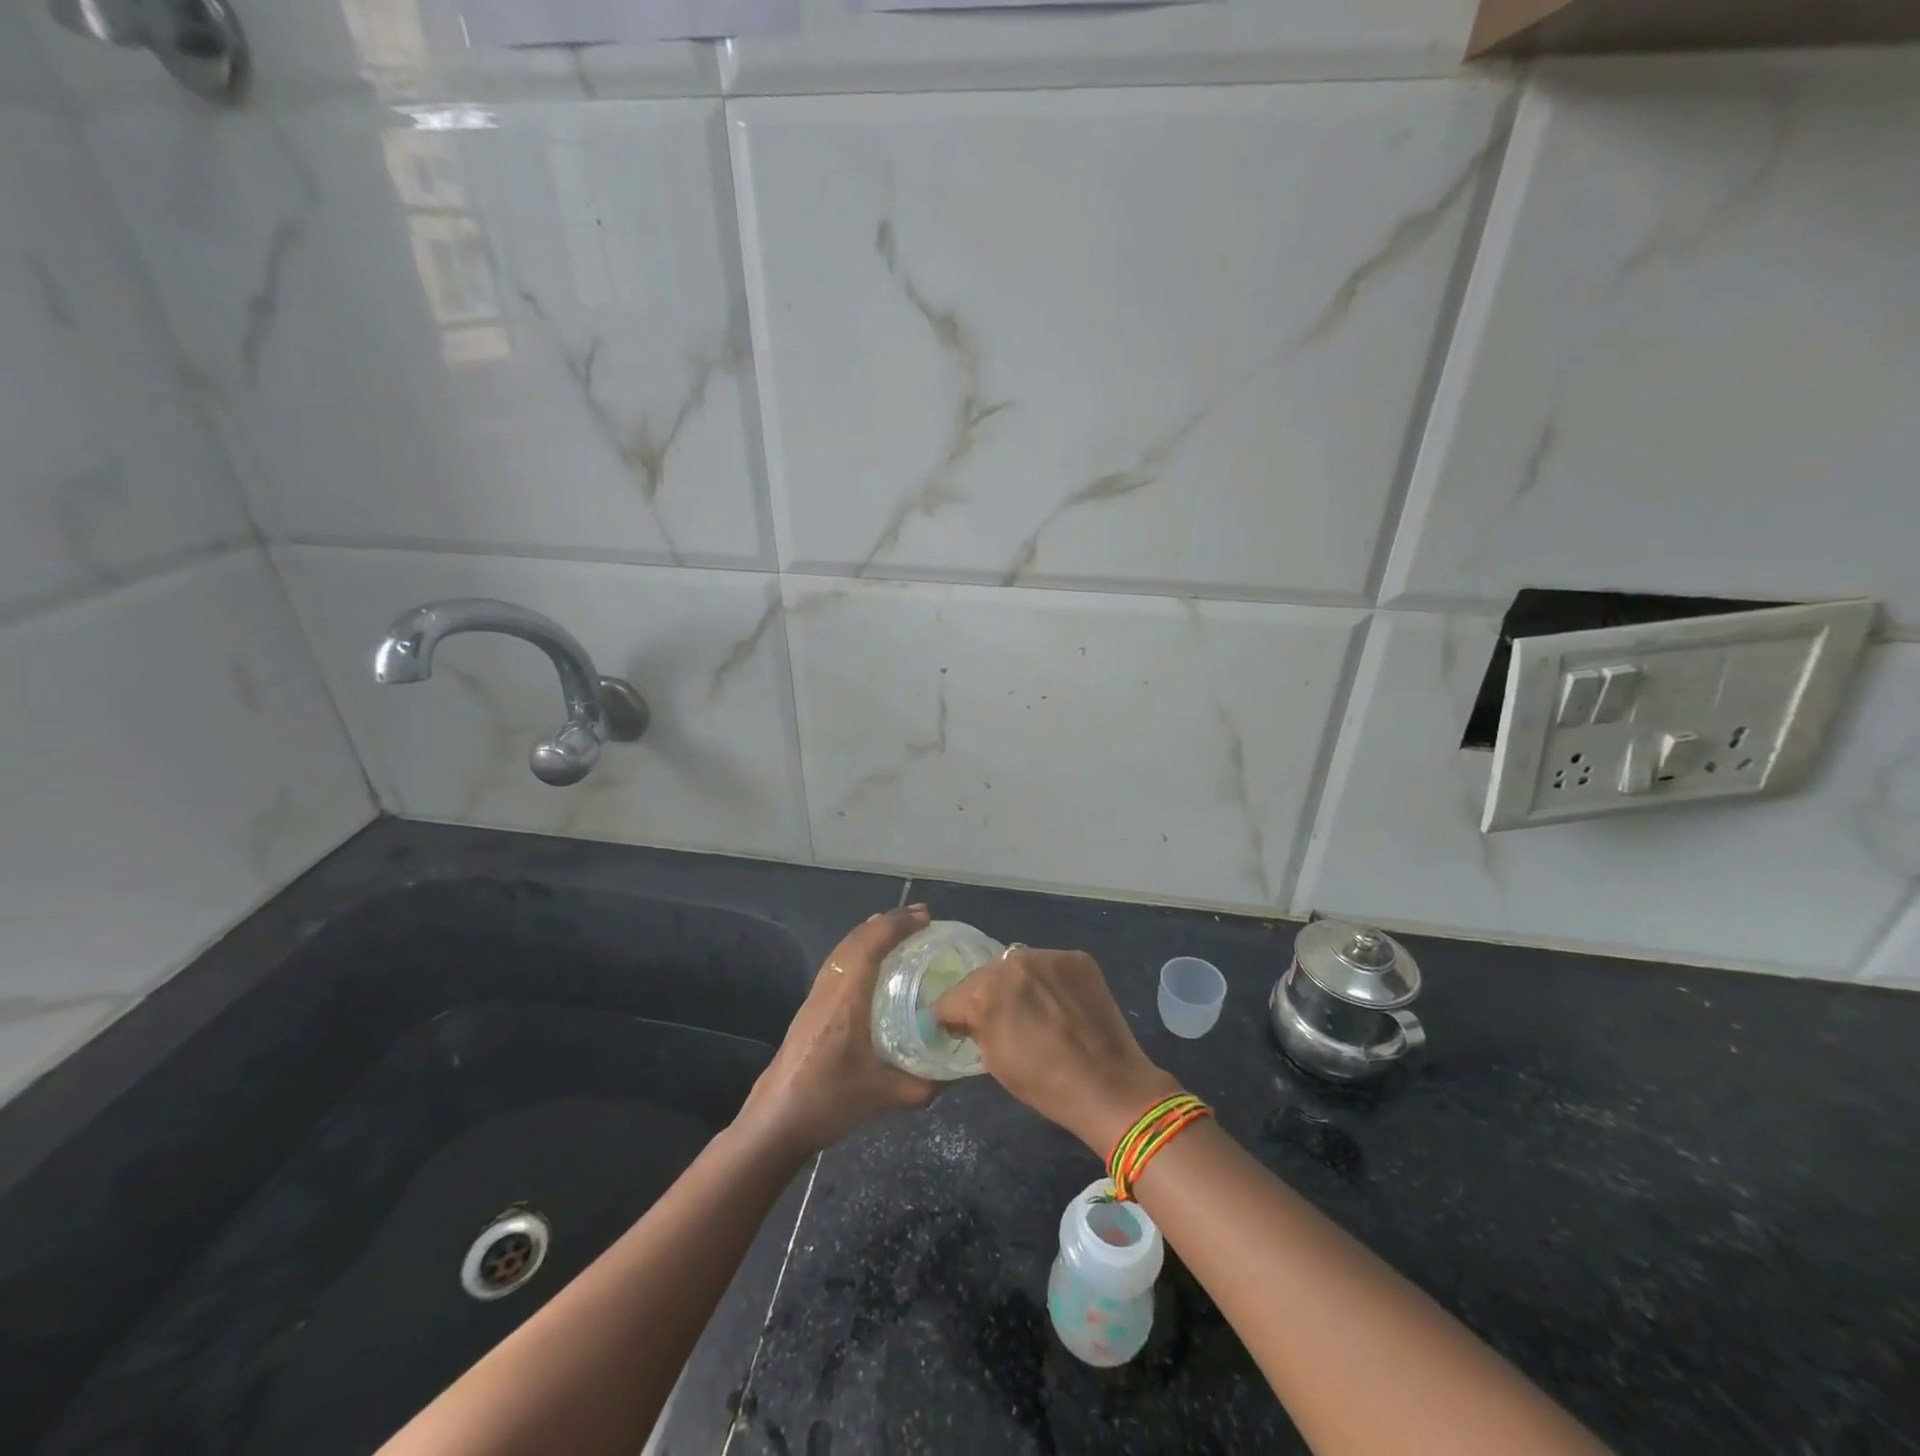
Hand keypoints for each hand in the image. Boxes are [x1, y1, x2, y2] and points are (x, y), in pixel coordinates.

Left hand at [736, 905, 938, 1155]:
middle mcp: (829, 988)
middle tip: (920, 918)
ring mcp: (815, 996)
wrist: (774, 1122)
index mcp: (846, 999)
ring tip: (898, 930)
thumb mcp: (883, 1096)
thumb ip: (922, 1084)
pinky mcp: (810, 1008)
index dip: (898, 925)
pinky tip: (872, 964)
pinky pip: (838, 962)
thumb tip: (952, 1074)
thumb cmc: (827, 1102)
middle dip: (888, 922)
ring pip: (843, 949)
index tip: (926, 917)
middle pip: (856, 939)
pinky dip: (858, 949)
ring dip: (871, 933)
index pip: (871, 945)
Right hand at [933, 946, 1177, 1155]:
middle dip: (986, 995)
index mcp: (986, 991)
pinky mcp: (1077, 957)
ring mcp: (1048, 956)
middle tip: (1000, 1019)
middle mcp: (1014, 962)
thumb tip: (966, 1018)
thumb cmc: (1045, 1084)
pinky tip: (1059, 1003)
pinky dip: (1048, 980)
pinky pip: (1049, 965)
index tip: (958, 1029)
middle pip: (985, 975)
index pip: (951, 997)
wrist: (1109, 1084)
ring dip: (1018, 982)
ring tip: (1033, 1008)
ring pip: (1018, 964)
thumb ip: (975, 1028)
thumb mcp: (993, 1061)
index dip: (951, 1017)